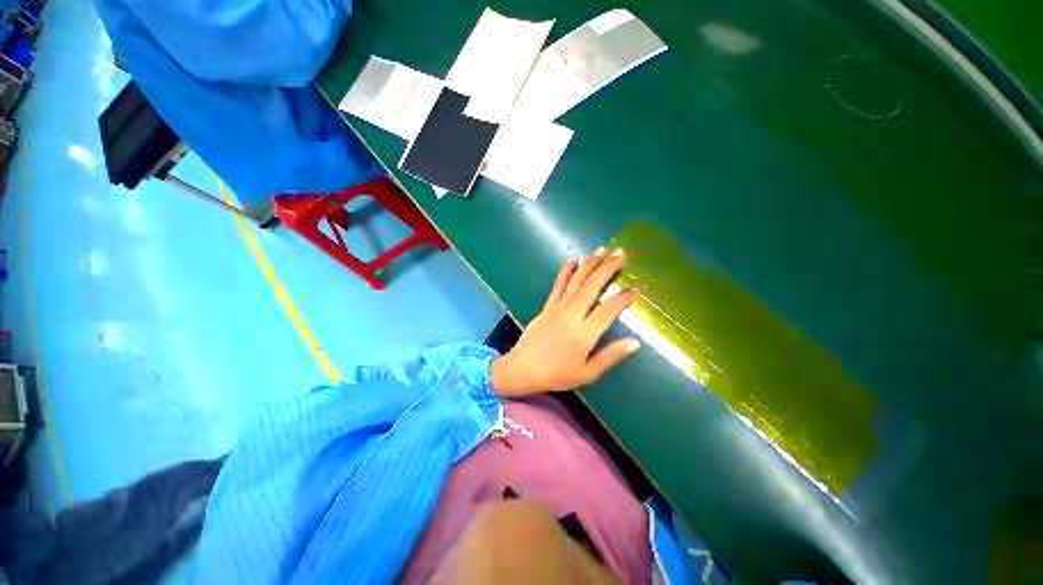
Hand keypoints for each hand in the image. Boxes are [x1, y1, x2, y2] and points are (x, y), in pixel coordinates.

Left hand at [491, 248, 640, 397]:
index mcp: (584, 334)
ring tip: (602, 250)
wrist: (522, 368)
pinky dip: (566, 270)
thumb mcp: (587, 373)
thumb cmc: (557, 374)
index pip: (608, 310)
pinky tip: (572, 258)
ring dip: (590, 264)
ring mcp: (558, 308)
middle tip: (621, 253)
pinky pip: (558, 284)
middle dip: (607, 268)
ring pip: (576, 281)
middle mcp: (572, 315)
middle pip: (592, 287)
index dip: (623, 298)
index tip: (636, 289)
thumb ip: (610, 356)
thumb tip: (635, 342)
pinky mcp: (547, 306)